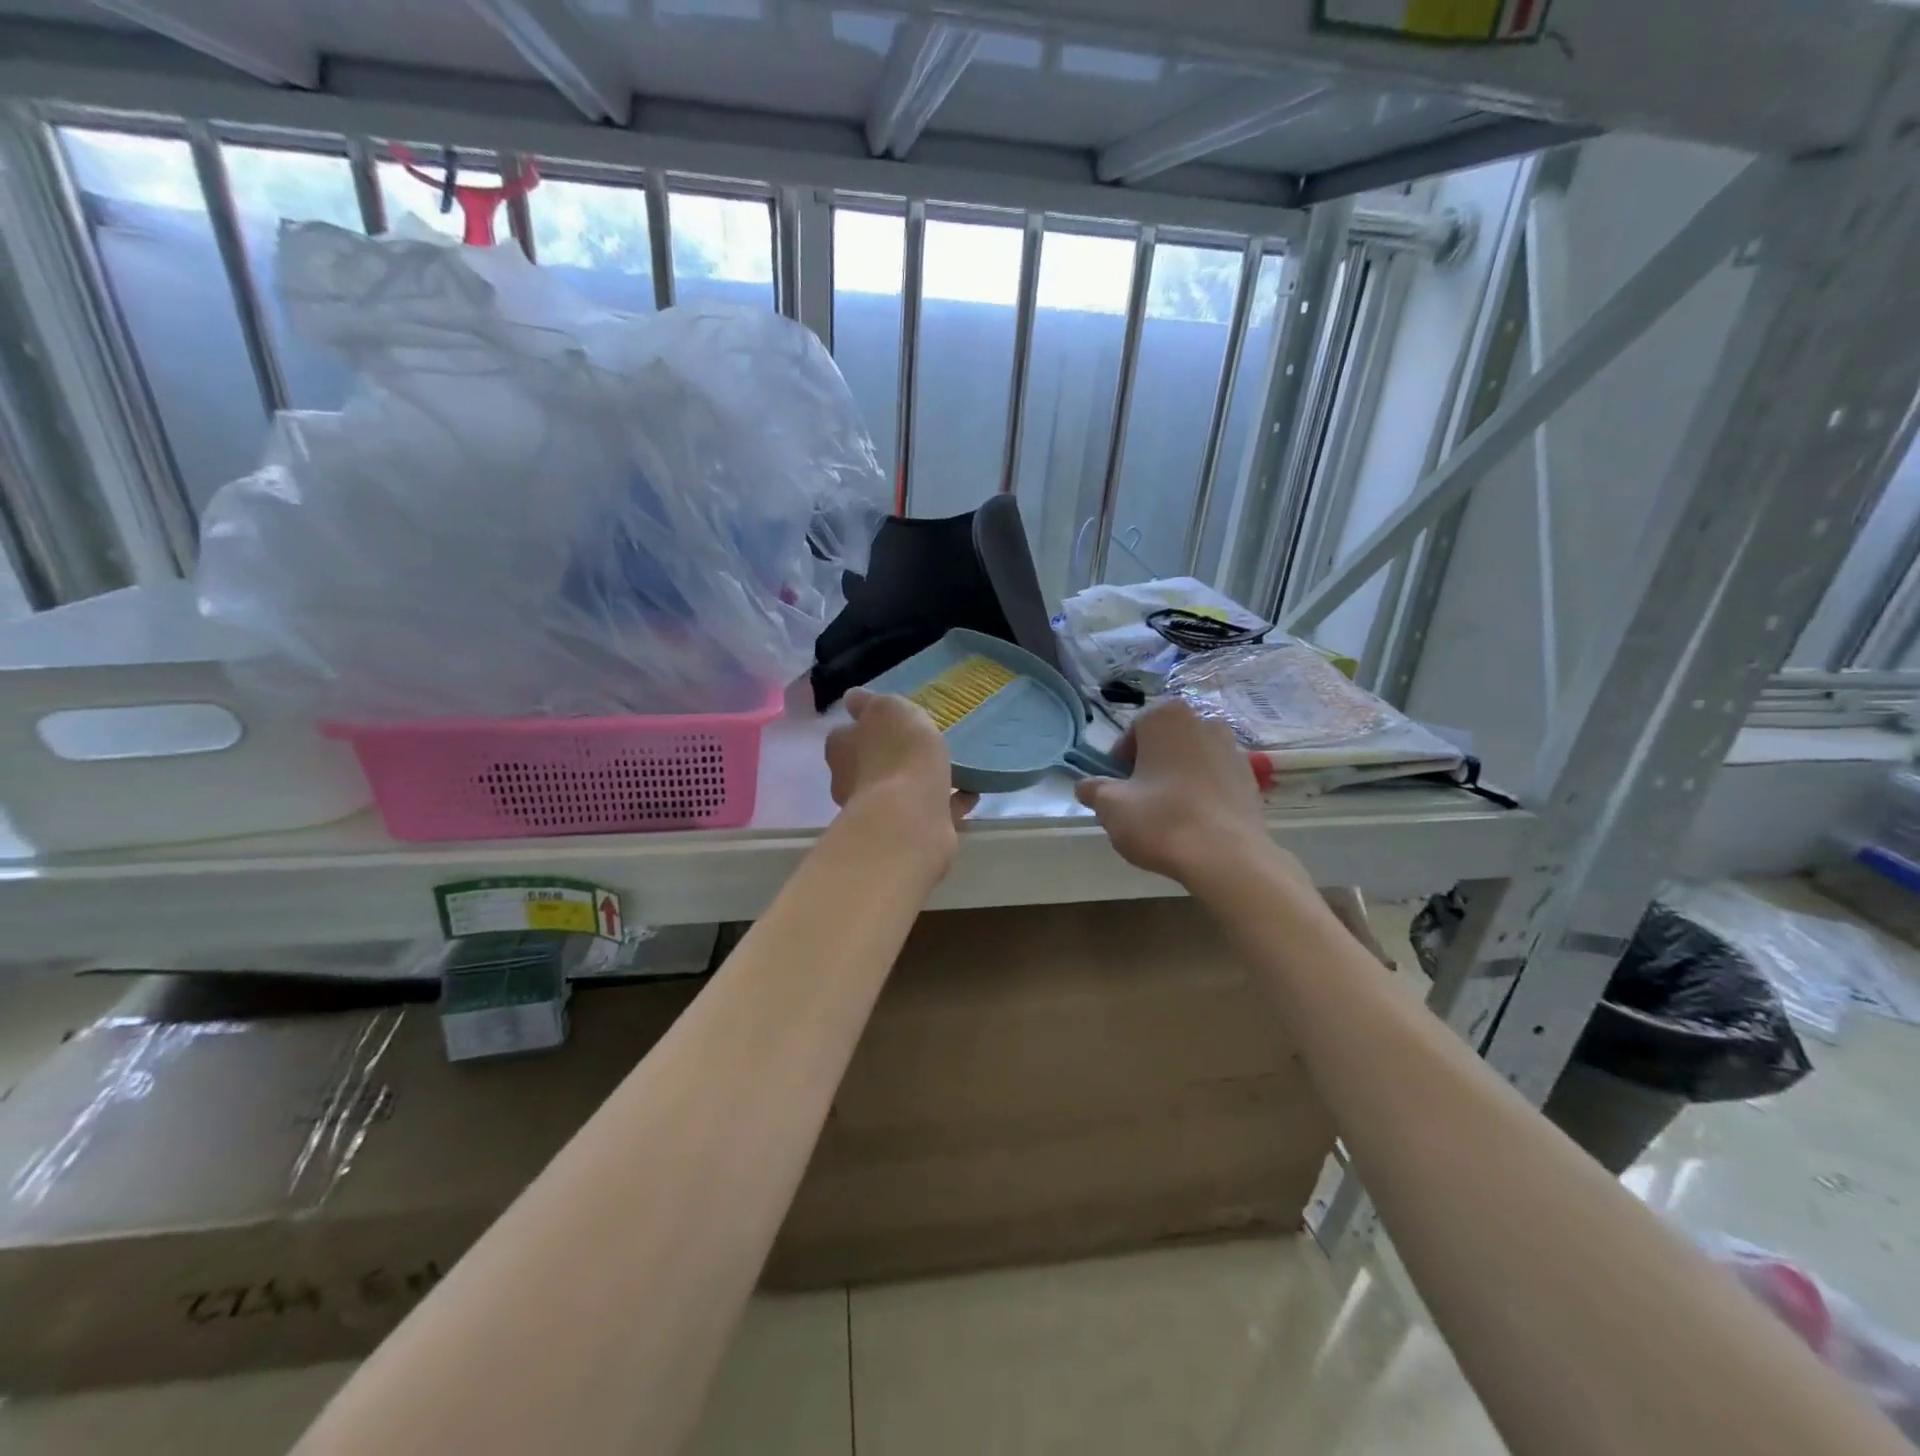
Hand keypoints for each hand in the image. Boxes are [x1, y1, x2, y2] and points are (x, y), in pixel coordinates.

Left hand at [825, 689, 975, 863]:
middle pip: (869, 764)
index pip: (846, 734)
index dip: (865, 727)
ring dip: (919, 782)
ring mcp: (875, 812)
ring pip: (898, 790)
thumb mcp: (888, 709)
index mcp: (841, 749)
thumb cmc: (897, 752)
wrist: (910, 816)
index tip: (888, 724)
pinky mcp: (902, 833)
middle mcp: (849, 782)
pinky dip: (944, 803)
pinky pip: (926, 811)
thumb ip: (873, 703)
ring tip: (952, 771)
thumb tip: (853, 699)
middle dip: (891, 758)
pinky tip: (968, 794)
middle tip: (920, 748)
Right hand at [1075, 699, 1306, 890]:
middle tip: (1139, 801)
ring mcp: (1233, 749)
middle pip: (1165, 743)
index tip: (1118, 788)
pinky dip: (1202, 794)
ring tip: (1168, 815)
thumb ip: (1093, 789)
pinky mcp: (1250, 779)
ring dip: (1178, 779)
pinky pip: (1215, 781)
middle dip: (1151, 767)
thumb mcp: (1111, 806)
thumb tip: (1086, 786)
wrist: (1227, 857)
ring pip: (1192, 761)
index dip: (1121, 761)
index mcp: (1167, 717)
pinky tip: (1195, 823)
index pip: (1133, 731)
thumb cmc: (1161, 820)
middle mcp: (1204, 722)